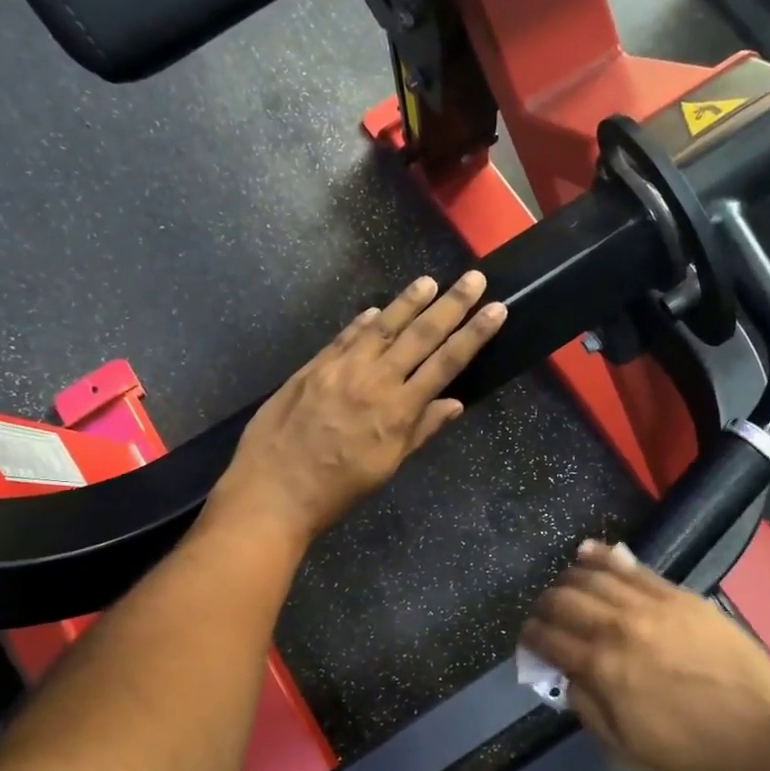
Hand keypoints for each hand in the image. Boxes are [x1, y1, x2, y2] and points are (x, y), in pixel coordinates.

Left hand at [211, 271, 505, 545]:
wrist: (273, 491)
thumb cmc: (337, 490)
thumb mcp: (386, 467)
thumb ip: (420, 431)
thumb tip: (454, 403)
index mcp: (398, 410)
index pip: (446, 363)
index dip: (474, 334)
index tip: (496, 309)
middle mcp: (374, 380)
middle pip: (420, 335)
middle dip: (452, 305)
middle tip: (474, 278)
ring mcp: (340, 369)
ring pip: (382, 327)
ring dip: (408, 302)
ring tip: (429, 281)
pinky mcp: (312, 367)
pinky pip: (344, 337)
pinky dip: (362, 322)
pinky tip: (376, 310)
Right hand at [521, 541, 769, 770]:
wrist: (767, 735)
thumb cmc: (696, 756)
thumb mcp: (628, 750)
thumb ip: (589, 708)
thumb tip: (567, 677)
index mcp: (602, 668)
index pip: (549, 639)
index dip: (531, 637)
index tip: (528, 639)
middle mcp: (618, 626)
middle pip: (564, 600)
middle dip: (544, 606)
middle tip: (544, 616)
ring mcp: (650, 604)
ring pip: (593, 576)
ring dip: (569, 579)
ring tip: (563, 586)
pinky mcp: (678, 594)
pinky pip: (632, 567)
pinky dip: (603, 556)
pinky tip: (588, 552)